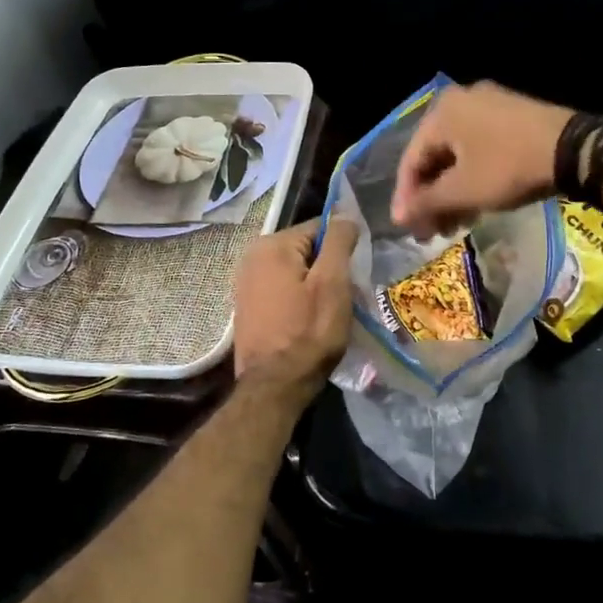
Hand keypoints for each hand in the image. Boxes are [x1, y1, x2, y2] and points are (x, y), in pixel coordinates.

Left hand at [232, 218, 359, 394]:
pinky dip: (300, 299)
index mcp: (272, 245)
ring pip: (297, 271)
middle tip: (345, 297)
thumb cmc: (308, 332)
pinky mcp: (249, 306)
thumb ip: (338, 241)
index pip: (321, 228)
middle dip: (329, 268)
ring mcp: (247, 282)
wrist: (274, 386)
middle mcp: (252, 256)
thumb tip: (344, 215)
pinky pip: (284, 290)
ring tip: (330, 312)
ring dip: (316, 286)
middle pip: (307, 250)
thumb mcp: (333, 283)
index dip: (343, 249)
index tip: (355, 275)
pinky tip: (309, 321)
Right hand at [391, 81, 573, 235]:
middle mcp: (461, 101)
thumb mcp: (463, 190)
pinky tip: (476, 204)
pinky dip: (472, 177)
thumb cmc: (508, 167)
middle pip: (434, 157)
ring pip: (458, 155)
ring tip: (454, 225)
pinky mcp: (512, 116)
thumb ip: (426, 203)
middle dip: (431, 198)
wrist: (574, 149)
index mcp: (442, 112)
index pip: (411, 160)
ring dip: (452, 192)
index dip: (406, 198)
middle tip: (432, 232)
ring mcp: (489, 105)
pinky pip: (479, 148)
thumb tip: (398, 217)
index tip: (407, 228)